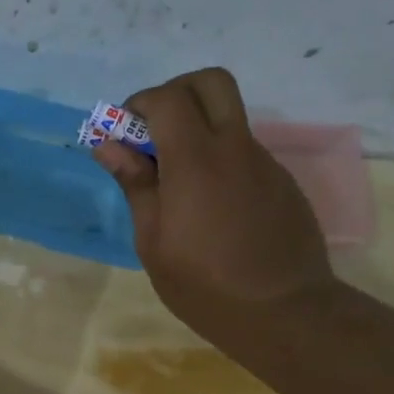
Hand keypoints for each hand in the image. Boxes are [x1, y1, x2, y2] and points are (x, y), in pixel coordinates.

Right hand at [90, 67, 336, 347]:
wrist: (284, 312)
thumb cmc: (204, 285)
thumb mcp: (153, 242)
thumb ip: (135, 185)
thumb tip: (108, 145)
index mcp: (196, 161)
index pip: (168, 98)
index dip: (139, 104)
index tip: (124, 134)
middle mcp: (234, 148)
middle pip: (211, 82)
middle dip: (176, 92)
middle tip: (155, 131)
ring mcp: (264, 162)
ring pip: (229, 118)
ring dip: (198, 130)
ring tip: (178, 183)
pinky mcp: (281, 181)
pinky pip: (244, 152)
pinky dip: (219, 159)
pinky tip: (211, 208)